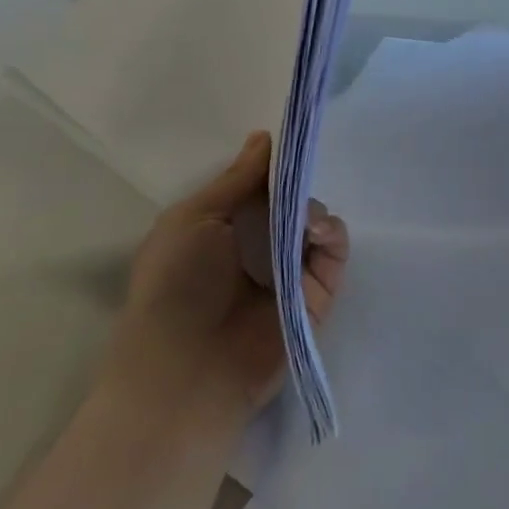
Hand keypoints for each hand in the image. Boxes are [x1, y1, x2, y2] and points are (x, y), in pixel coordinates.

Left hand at [100, 131, 350, 416]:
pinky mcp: (316, 299)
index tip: (289, 145)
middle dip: (298, 187)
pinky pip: (333, 257)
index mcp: (220, 234)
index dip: (273, 169)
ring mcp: (288, 277)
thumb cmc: (175, 286)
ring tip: (304, 220)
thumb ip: (236, 179)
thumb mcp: (193, 219)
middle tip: (299, 177)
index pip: (257, 192)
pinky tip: (318, 232)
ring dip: (315, 211)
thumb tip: (264, 137)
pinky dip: (332, 237)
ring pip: (316, 227)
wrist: (187, 370)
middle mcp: (256, 252)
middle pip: (291, 206)